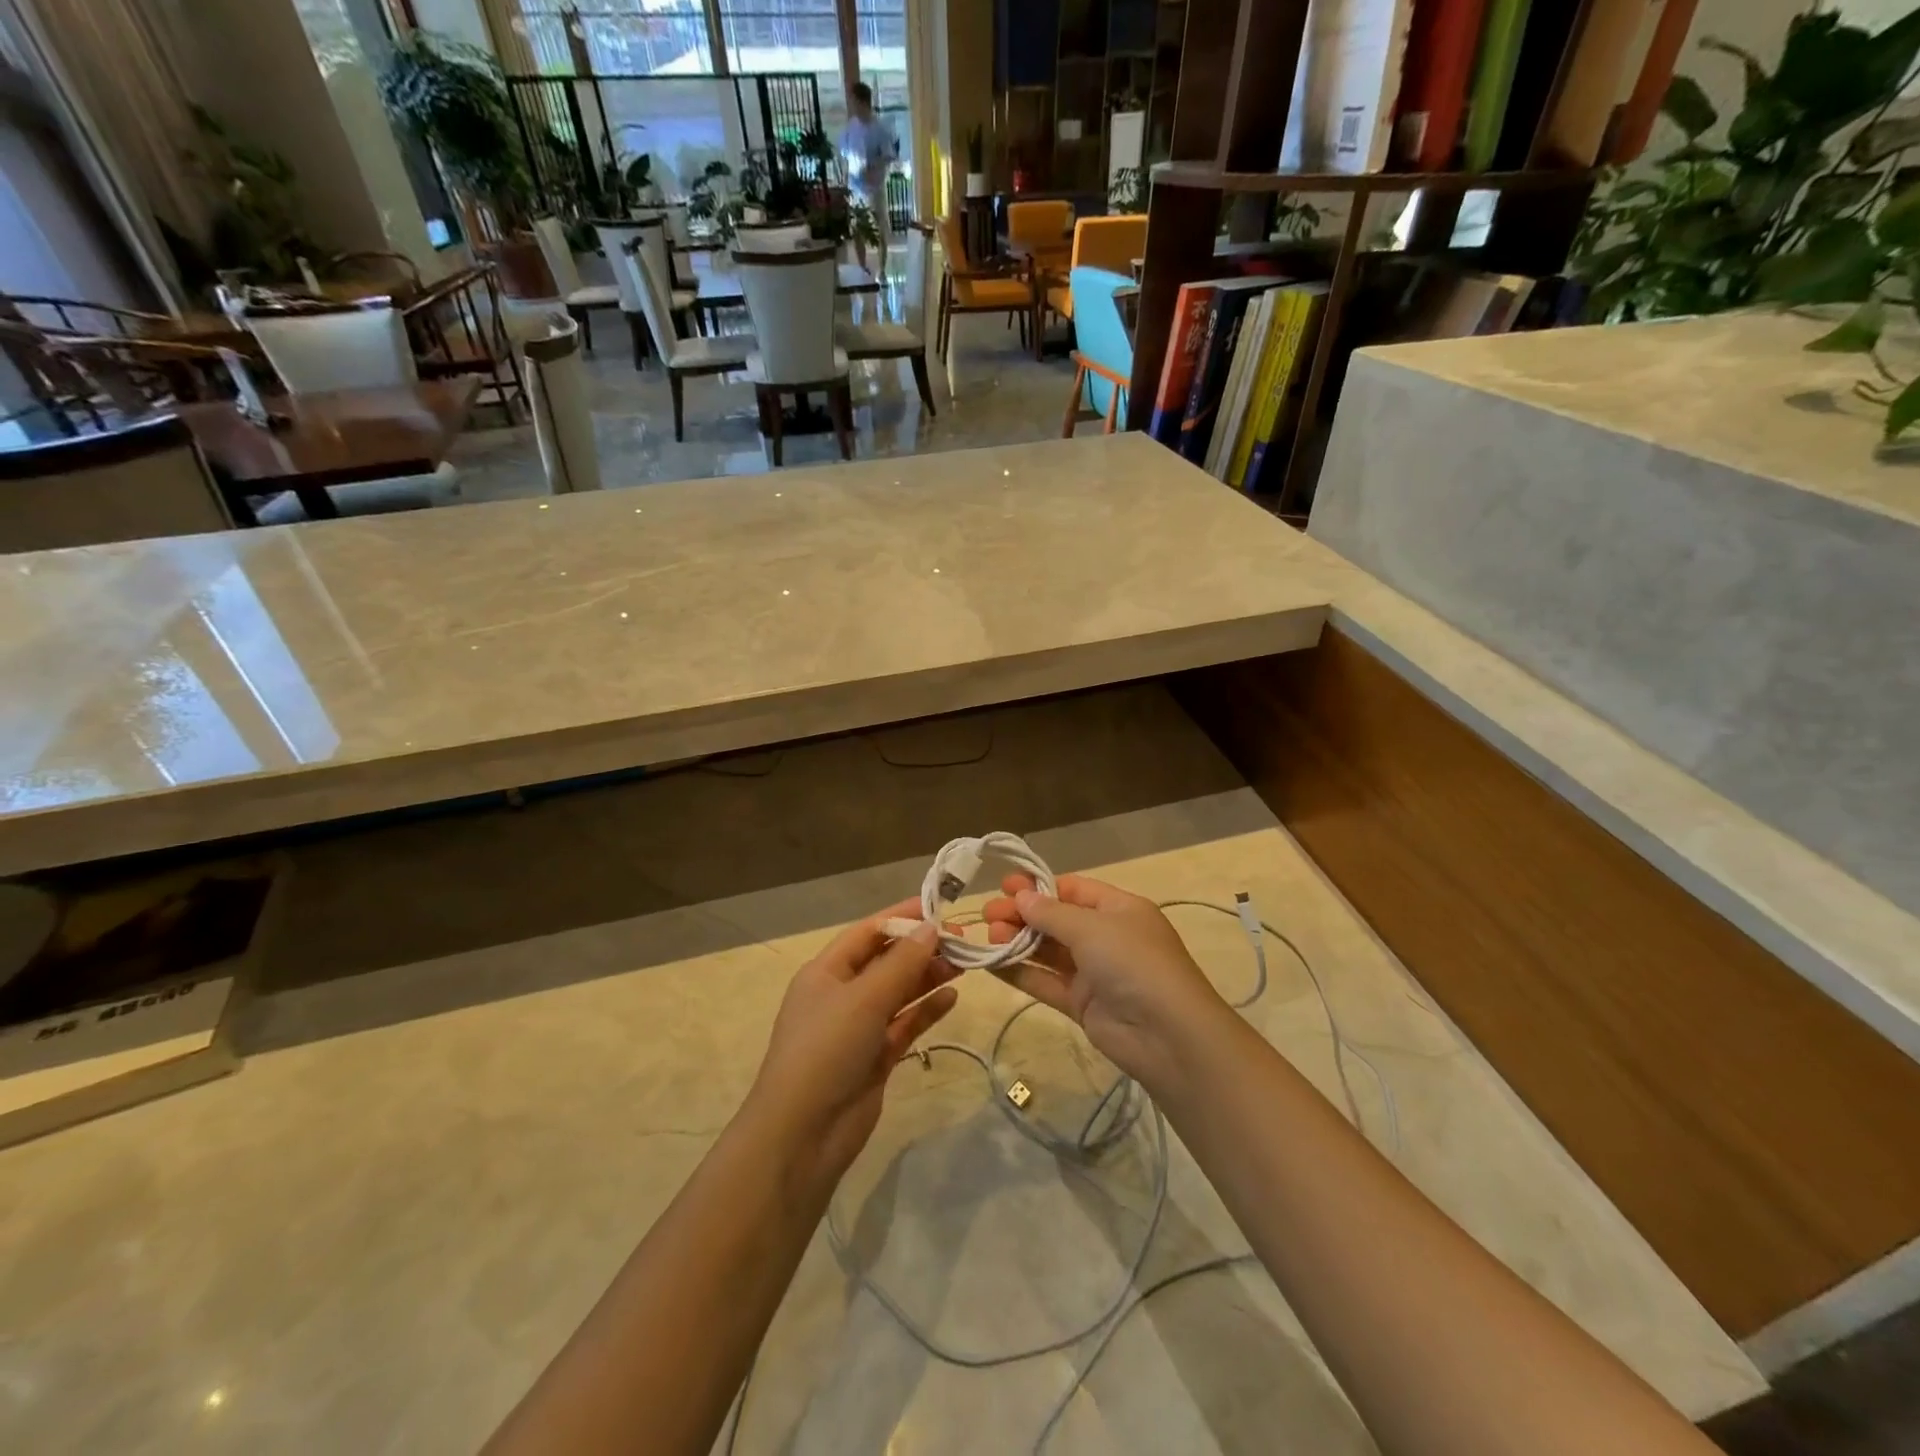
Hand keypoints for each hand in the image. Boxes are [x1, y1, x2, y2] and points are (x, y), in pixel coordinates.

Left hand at [747, 900, 958, 1186]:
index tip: (940, 907)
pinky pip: (905, 1024)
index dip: (902, 917)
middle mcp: (842, 994)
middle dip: (921, 948)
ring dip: (928, 977)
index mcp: (826, 971)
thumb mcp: (864, 998)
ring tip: (964, 965)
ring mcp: (859, 1027)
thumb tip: (931, 927)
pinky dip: (927, 1010)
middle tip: (963, 940)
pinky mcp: (876, 1057)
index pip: (868, 932)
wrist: (804, 1135)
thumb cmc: (826, 1050)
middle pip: (886, 961)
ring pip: (899, 992)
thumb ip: (902, 962)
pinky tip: (953, 998)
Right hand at [981, 875, 1231, 1090]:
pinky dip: (1020, 972)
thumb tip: (1021, 897)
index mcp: (1118, 909)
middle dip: (1022, 915)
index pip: (1073, 890)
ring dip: (1017, 942)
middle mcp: (1106, 937)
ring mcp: (1094, 972)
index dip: (1039, 888)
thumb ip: (1051, 914)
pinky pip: (1046, 982)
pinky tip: (991, 964)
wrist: (1167, 1035)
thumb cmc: (1133, 962)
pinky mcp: (1082, 1004)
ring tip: (987, 936)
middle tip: (987, 915)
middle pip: (1056, 920)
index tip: (1004, 887)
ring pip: (1048, 951)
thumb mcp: (1092, 928)